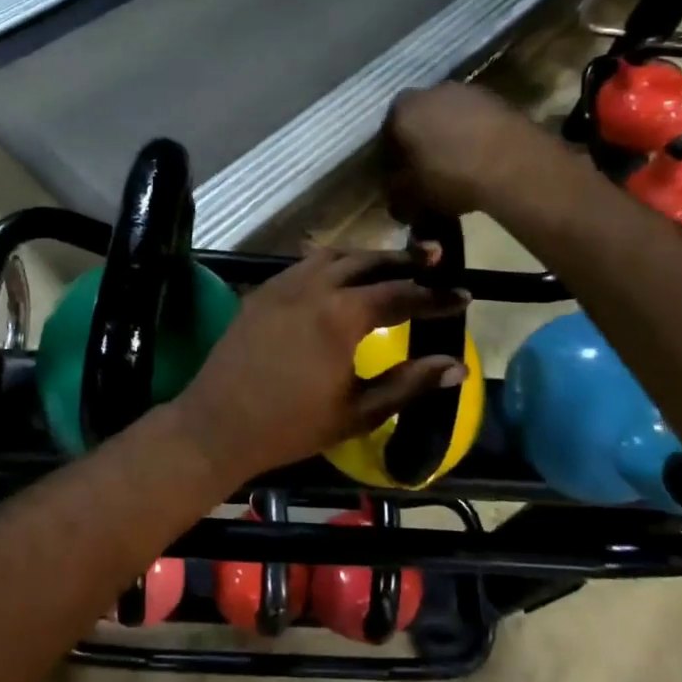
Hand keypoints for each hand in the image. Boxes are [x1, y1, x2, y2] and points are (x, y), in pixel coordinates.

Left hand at [168, 249, 467, 486]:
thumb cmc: (291, 426)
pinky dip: (331, 263)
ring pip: (334, 256)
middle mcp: (314, 287)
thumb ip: (408, 384)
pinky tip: (339, 276)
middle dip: (405, 259)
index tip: (463, 294)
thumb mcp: (357, 412)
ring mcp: (283, 284)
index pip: (400, 294)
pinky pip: (304, 264)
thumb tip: (457, 367)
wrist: (217, 424)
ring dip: (366, 256)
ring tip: (390, 264)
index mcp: (341, 315)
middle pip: (368, 262)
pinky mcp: (263, 291)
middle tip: (434, 256)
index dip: (435, 296)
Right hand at [384, 83, 545, 218]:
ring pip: (447, 118)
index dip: (391, 160)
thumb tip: (396, 193)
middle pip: (418, 121)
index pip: (386, 135)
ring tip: (456, 168)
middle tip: (426, 173)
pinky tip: (479, 160)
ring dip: (448, 138)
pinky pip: (474, 121)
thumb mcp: (411, 194)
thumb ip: (396, 191)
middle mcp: (430, 91)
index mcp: (401, 110)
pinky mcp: (497, 99)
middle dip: (419, 144)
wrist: (514, 165)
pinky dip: (473, 136)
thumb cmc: (450, 176)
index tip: (399, 180)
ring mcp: (467, 91)